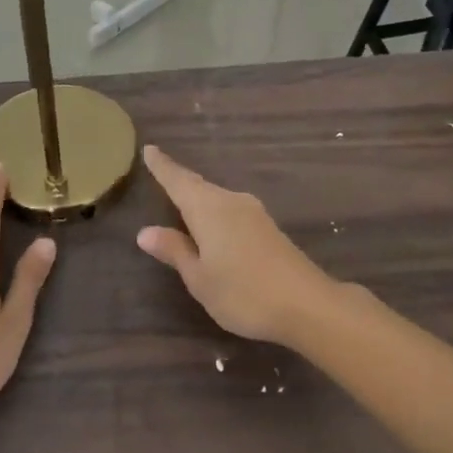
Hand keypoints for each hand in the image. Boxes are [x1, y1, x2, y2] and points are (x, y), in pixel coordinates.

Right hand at [135, 145, 337, 345]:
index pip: (179, 181)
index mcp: (208, 209)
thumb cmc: (244, 293)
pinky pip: (231, 210)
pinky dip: (215, 210)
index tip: (149, 148)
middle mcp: (231, 201)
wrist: (307, 304)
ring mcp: (253, 213)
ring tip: (181, 197)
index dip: (162, 166)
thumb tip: (145, 231)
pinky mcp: (268, 227)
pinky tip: (213, 223)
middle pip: (199, 186)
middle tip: (160, 170)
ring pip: (216, 197)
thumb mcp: (200, 278)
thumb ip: (175, 251)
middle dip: (180, 180)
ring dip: (199, 196)